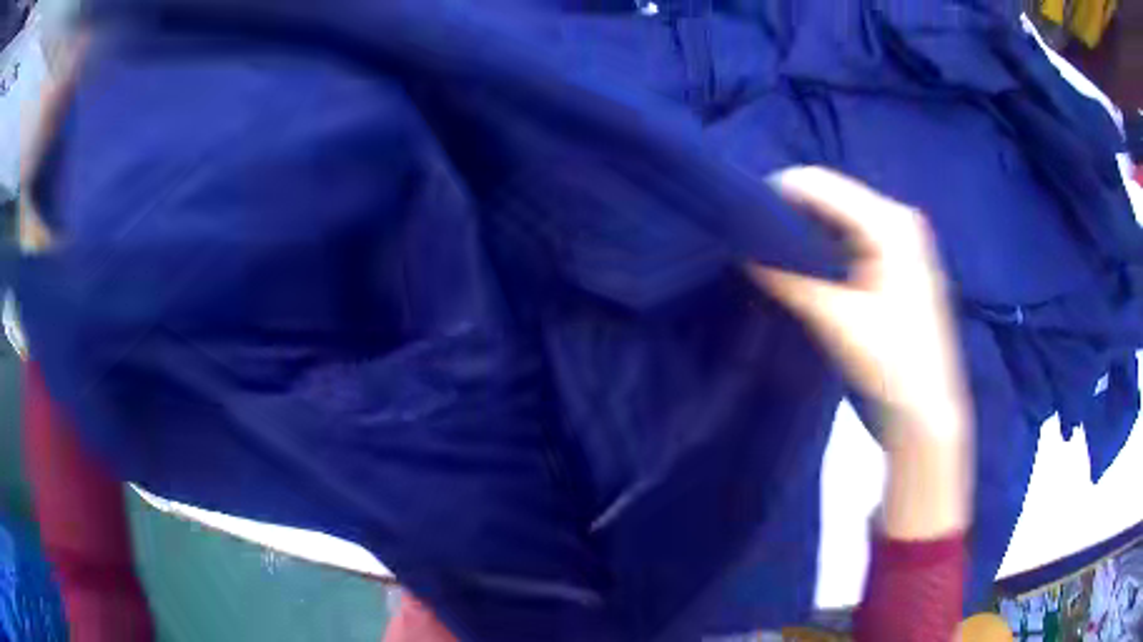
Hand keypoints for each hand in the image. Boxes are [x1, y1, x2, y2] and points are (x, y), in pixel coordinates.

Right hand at [746, 166, 968, 441]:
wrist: (928, 412)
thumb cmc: (894, 368)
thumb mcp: (839, 321)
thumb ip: (789, 280)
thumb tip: (743, 250)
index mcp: (889, 222)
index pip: (819, 184)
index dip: (774, 197)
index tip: (738, 224)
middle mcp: (895, 218)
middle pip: (827, 197)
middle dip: (787, 216)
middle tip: (748, 243)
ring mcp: (897, 239)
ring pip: (834, 218)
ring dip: (800, 234)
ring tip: (765, 256)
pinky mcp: (893, 261)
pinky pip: (846, 239)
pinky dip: (818, 249)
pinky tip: (797, 269)